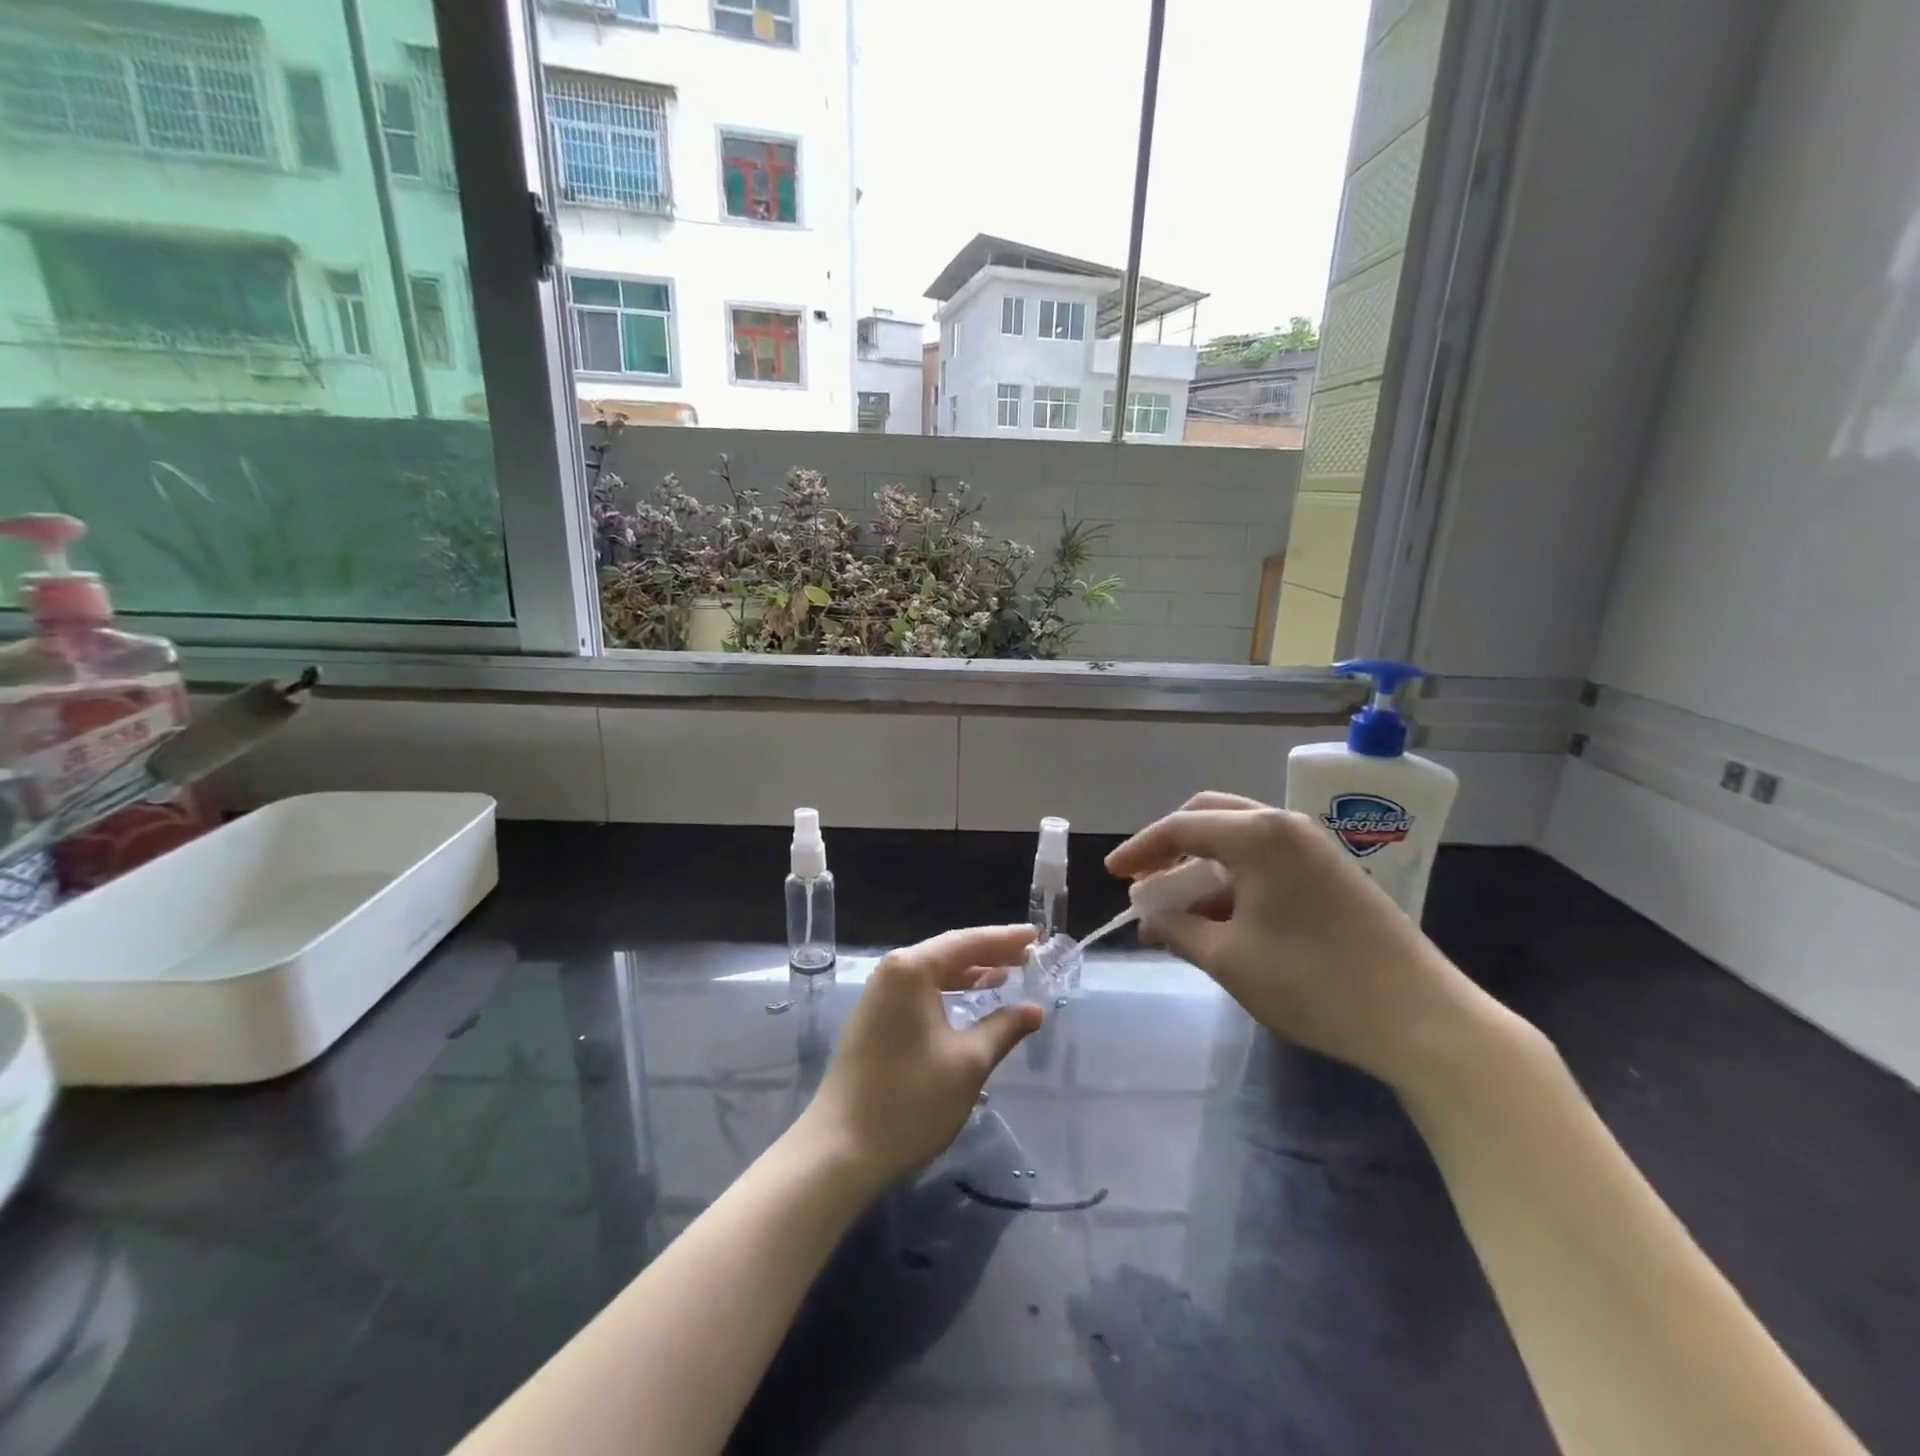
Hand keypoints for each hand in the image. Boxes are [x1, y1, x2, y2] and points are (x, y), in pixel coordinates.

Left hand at [802, 925, 1042, 1187]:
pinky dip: (949, 990)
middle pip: (949, 952)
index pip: (967, 942)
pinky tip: (970, 999)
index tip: (1036, 934)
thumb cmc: (910, 1100)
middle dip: (989, 952)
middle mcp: (892, 972)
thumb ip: (1003, 1028)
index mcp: (912, 970)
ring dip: (970, 972)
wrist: (842, 1149)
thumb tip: (1033, 1010)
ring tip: (1007, 973)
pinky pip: (920, 991)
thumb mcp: (968, 1063)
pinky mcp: (875, 1018)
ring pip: (933, 972)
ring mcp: (879, 995)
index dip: (1004, 939)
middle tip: (1028, 953)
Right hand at [1107, 792, 1513, 1093]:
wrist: (1422, 1018)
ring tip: (1178, 908)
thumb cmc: (1312, 982)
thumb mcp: (1229, 959)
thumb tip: (1149, 918)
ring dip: (1202, 866)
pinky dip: (1234, 878)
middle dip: (1171, 846)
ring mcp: (1315, 847)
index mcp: (1257, 835)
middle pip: (1210, 817)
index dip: (1139, 850)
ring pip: (1239, 839)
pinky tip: (1223, 915)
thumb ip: (1179, 930)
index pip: (1180, 828)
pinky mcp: (1333, 872)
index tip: (1111, 874)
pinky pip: (1267, 859)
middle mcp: (1285, 826)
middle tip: (1145, 880)